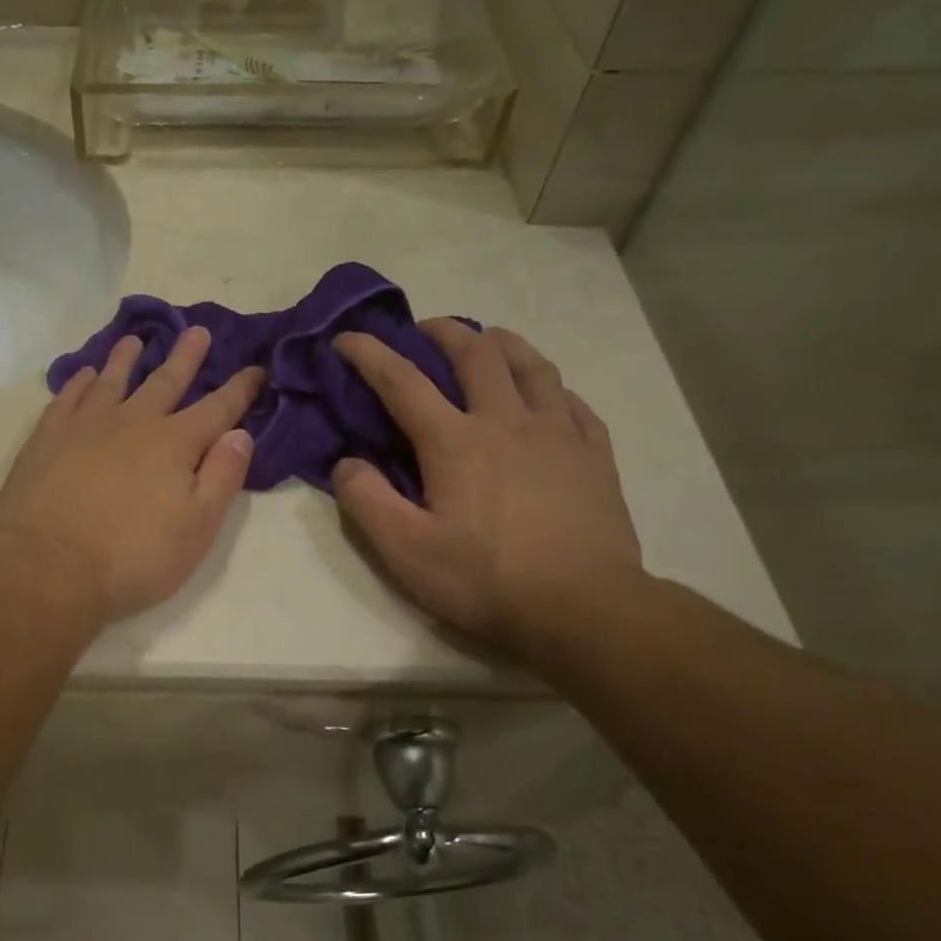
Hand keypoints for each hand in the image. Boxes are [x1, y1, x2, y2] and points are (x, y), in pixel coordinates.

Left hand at [0, 327, 263, 620]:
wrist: (49, 568)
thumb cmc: (133, 557)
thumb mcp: (197, 528)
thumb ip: (222, 477)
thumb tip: (239, 434)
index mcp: (174, 444)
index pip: (217, 409)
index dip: (240, 389)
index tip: (256, 368)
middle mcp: (132, 423)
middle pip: (165, 382)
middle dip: (185, 357)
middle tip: (196, 331)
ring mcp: (85, 427)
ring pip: (112, 381)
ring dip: (126, 359)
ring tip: (134, 340)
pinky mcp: (47, 439)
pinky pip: (67, 398)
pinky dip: (79, 383)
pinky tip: (84, 375)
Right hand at [332, 322, 641, 653]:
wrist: (585, 609)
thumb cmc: (486, 580)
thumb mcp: (406, 551)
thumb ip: (366, 501)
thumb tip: (347, 463)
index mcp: (455, 441)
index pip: (402, 380)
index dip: (369, 353)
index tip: (347, 337)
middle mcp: (506, 421)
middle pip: (475, 353)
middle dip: (443, 332)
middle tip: (424, 331)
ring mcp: (558, 433)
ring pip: (530, 364)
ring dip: (501, 343)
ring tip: (486, 343)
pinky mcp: (593, 454)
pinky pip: (571, 401)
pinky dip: (548, 386)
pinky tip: (545, 395)